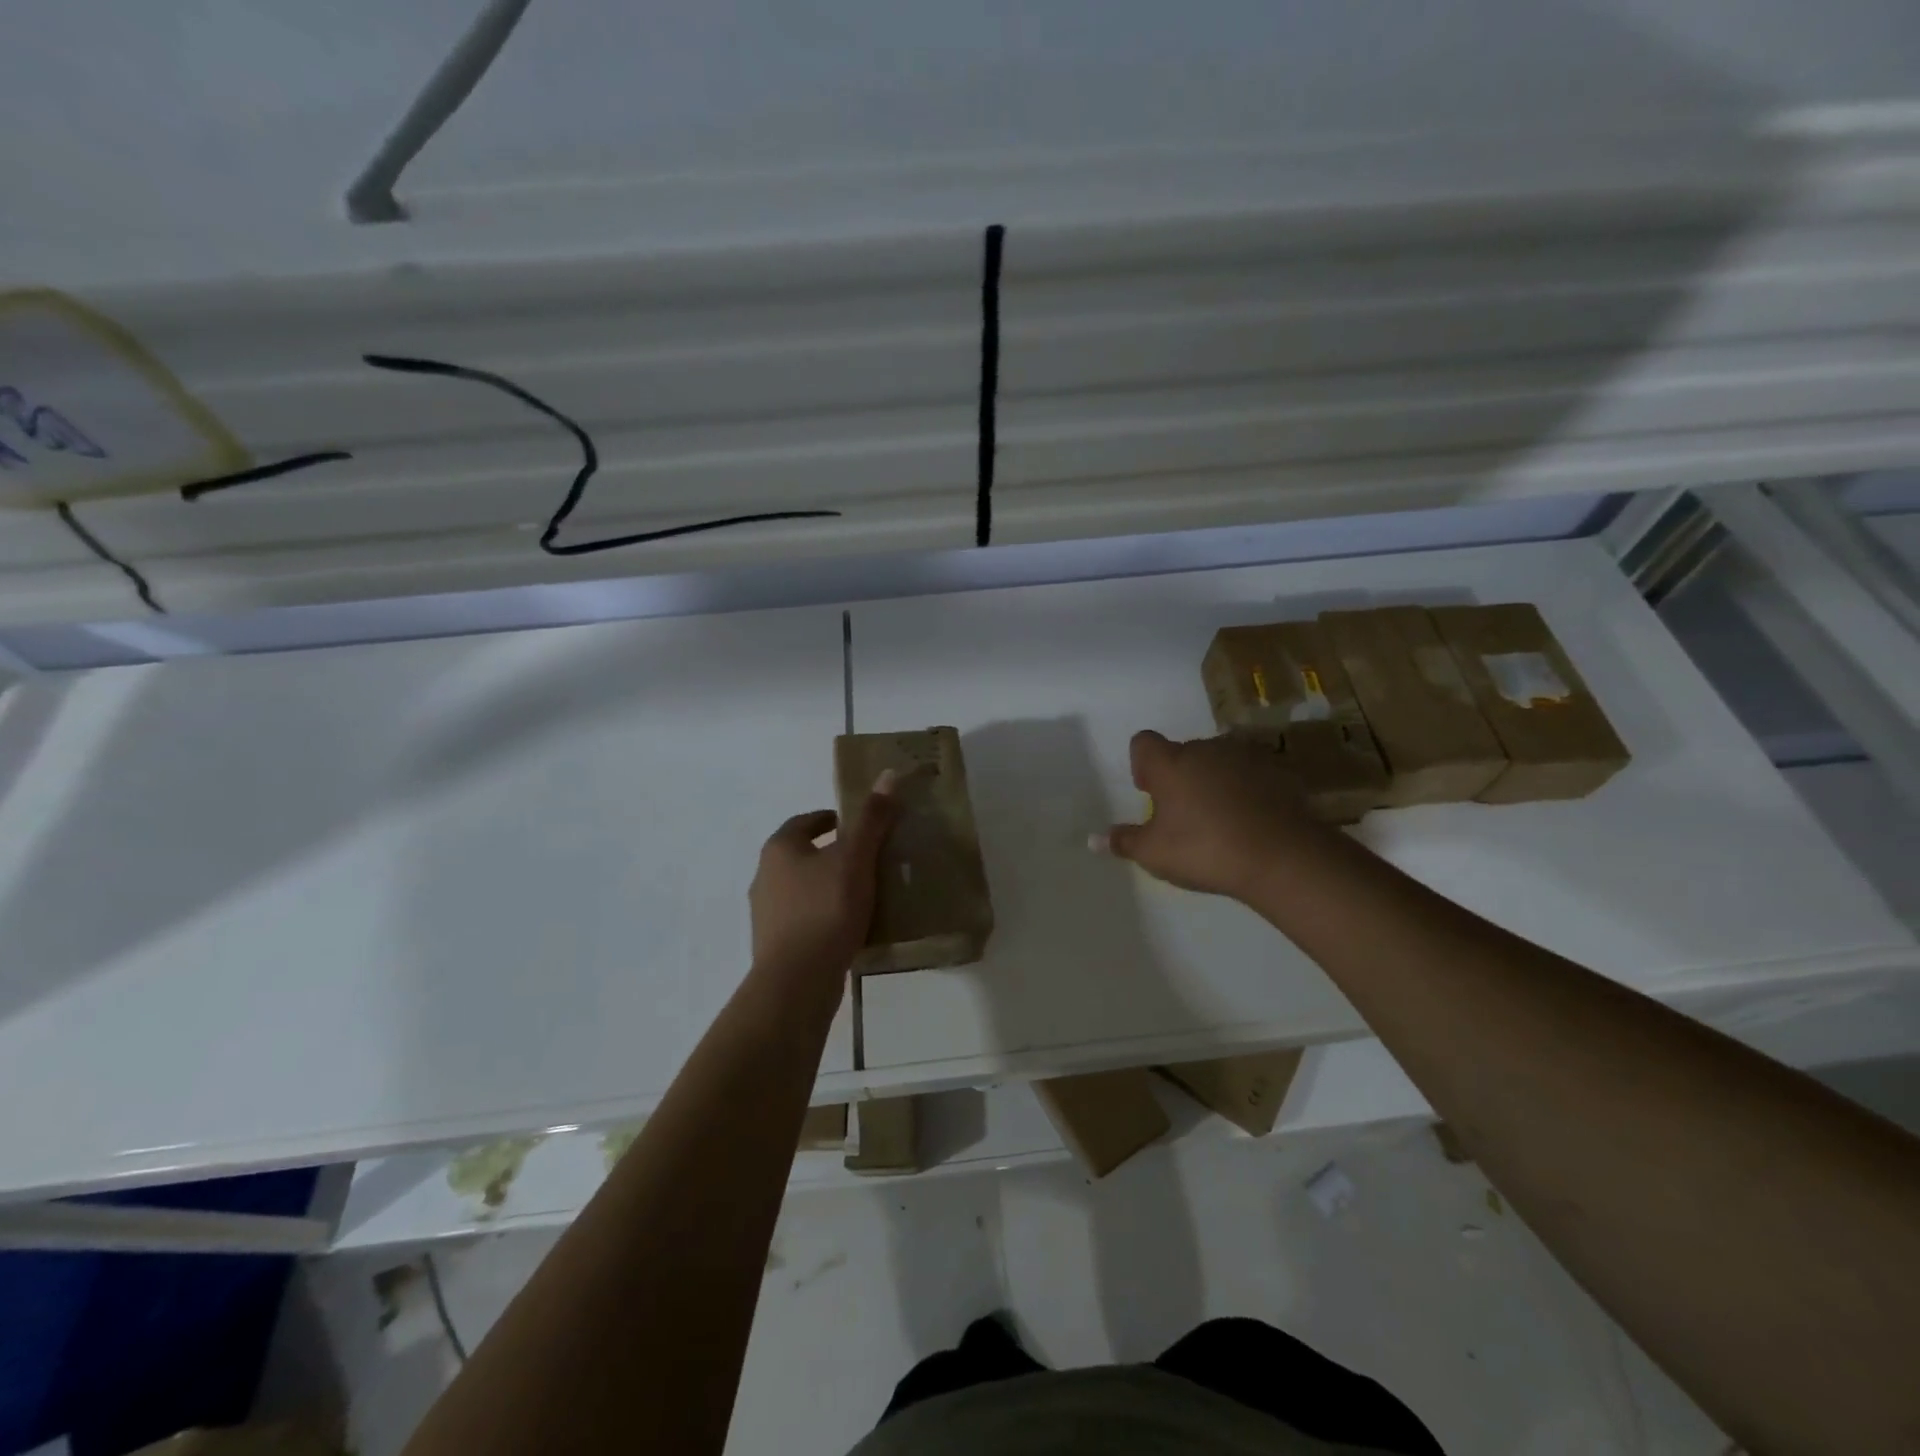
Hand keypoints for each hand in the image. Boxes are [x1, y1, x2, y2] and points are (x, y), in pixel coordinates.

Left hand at [749, 775, 898, 981]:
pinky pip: (804, 919)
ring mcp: (766, 913)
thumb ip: (872, 818)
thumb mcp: (855, 858)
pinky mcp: (775, 945)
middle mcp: (765, 876)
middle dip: (832, 853)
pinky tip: (849, 927)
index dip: (832, 819)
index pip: (806, 822)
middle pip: (803, 855)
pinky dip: (824, 915)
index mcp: (779, 848)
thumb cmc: (825, 909)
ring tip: (864, 893)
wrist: (797, 981)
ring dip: (828, 886)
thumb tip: (889, 773)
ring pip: (803, 888)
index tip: (859, 826)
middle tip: (868, 858)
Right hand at [1095, 730, 1323, 901]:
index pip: (1143, 742)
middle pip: (1183, 752)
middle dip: (1179, 776)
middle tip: (1183, 814)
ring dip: (1214, 780)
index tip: (1148, 791)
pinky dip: (1246, 790)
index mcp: (1170, 763)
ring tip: (1219, 818)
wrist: (1282, 857)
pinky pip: (1251, 775)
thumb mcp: (1154, 853)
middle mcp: (1205, 749)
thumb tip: (1092, 839)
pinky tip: (1250, 821)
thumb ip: (1123, 841)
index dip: (1142, 763)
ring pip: (1219, 761)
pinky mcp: (1278, 771)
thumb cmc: (1205, 849)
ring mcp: (1245, 756)